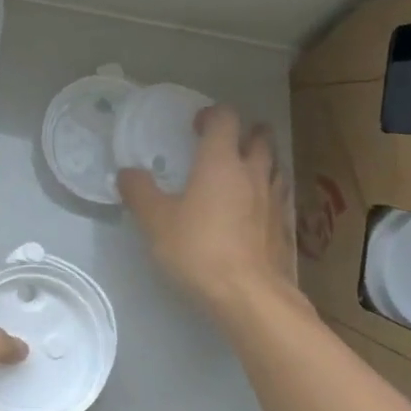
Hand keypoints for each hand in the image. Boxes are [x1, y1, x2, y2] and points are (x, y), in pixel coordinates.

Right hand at [118, 103, 302, 320]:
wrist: (250, 295)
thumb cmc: (198, 250)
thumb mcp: (155, 222)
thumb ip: (139, 192)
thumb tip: (126, 172)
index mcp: (220, 162)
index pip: (224, 119)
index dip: (211, 114)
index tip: (196, 125)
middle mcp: (252, 173)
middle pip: (259, 138)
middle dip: (244, 132)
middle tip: (225, 142)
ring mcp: (273, 200)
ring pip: (274, 165)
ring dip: (260, 160)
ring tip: (242, 171)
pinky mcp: (284, 227)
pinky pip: (278, 196)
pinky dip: (267, 192)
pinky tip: (255, 209)